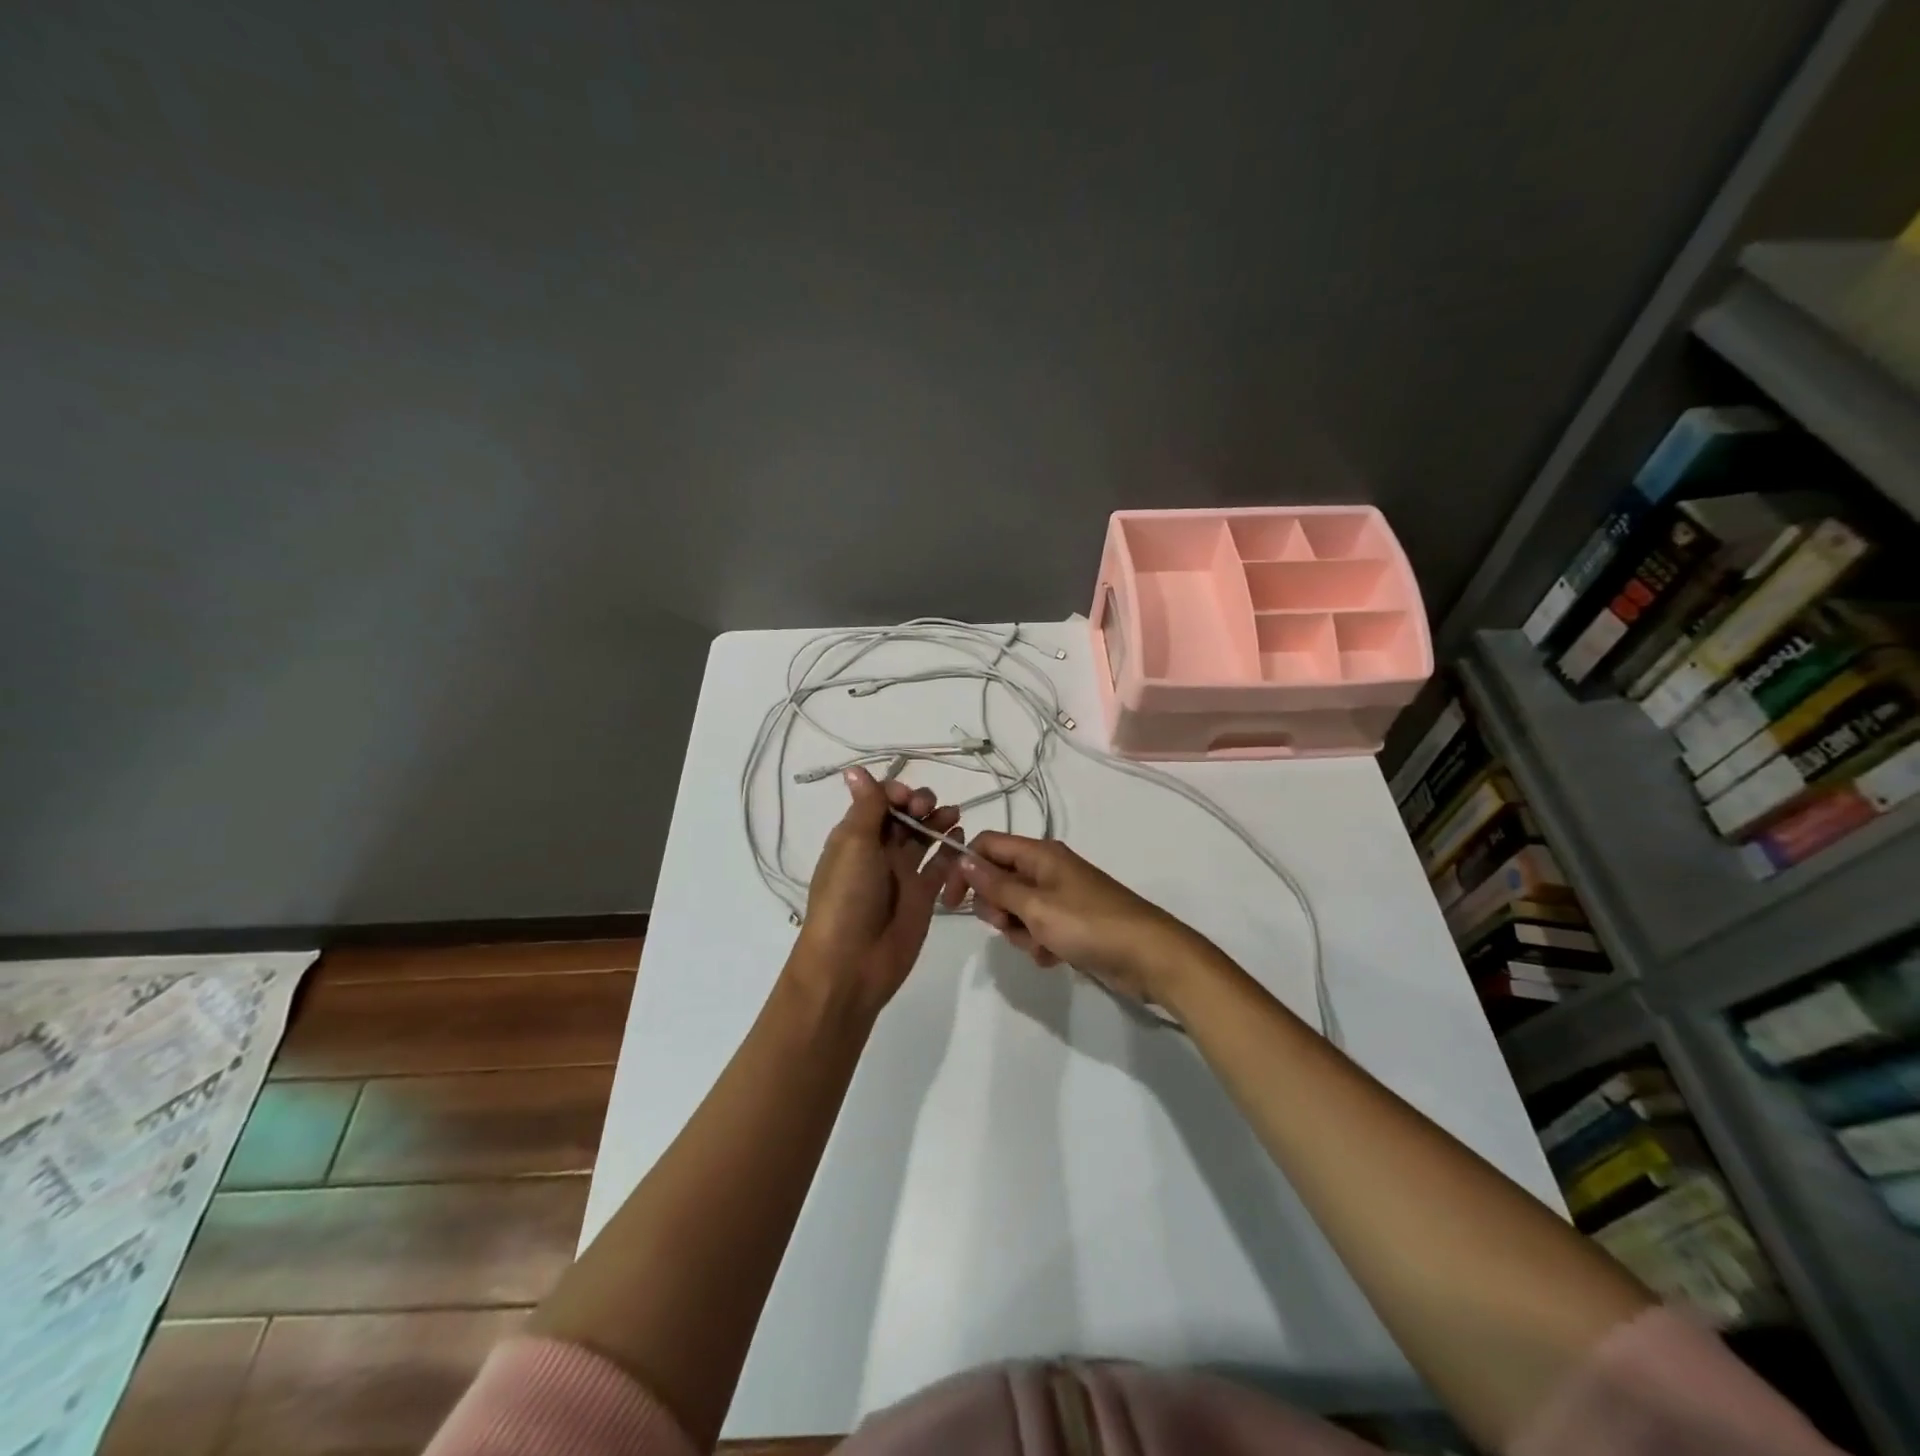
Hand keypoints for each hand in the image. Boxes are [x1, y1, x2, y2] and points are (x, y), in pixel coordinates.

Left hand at [790, 767, 967, 1016]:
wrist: (851, 964)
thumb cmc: (847, 897)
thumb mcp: (854, 845)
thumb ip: (866, 807)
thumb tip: (855, 769)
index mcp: (855, 836)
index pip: (879, 801)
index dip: (896, 792)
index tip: (908, 799)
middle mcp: (878, 850)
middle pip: (904, 816)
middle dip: (920, 804)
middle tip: (929, 808)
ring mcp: (902, 873)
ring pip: (924, 837)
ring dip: (938, 822)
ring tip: (954, 816)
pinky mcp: (923, 896)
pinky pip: (941, 866)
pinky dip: (952, 850)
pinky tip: (962, 839)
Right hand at [958, 833, 1211, 1007]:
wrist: (1151, 957)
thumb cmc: (1090, 925)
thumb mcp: (1036, 907)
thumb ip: (997, 885)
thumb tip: (963, 859)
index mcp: (1040, 854)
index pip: (987, 845)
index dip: (965, 869)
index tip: (952, 903)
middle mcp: (1048, 869)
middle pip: (999, 880)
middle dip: (997, 908)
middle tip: (1011, 926)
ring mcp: (1061, 896)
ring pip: (1016, 909)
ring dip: (1020, 932)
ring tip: (1042, 945)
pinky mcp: (1071, 922)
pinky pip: (1038, 928)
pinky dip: (1039, 943)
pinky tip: (1055, 957)